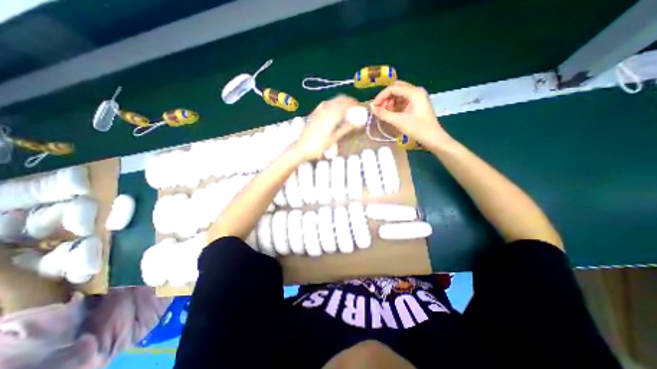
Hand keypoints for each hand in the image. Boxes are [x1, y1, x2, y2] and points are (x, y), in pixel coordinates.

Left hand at [295, 96, 357, 159]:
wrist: (302, 148)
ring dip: (340, 101)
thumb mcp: (334, 139)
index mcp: (331, 116)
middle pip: (338, 100)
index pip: (344, 105)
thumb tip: (358, 123)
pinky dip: (331, 103)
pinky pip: (324, 104)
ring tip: (345, 105)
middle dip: (347, 100)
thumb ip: (345, 129)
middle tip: (354, 105)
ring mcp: (318, 111)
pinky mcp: (313, 114)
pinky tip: (332, 106)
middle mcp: (325, 110)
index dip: (352, 104)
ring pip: (331, 101)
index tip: (359, 105)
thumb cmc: (319, 146)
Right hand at [371, 80, 454, 147]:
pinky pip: (402, 101)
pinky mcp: (416, 104)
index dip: (381, 96)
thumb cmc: (418, 129)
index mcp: (414, 92)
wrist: (433, 138)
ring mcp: (417, 98)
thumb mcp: (399, 121)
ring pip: (398, 94)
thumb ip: (384, 114)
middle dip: (385, 98)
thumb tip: (372, 109)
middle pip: (396, 88)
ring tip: (383, 112)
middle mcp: (416, 91)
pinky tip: (389, 113)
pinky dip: (394, 106)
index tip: (373, 106)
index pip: (393, 88)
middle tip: (378, 108)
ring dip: (389, 102)